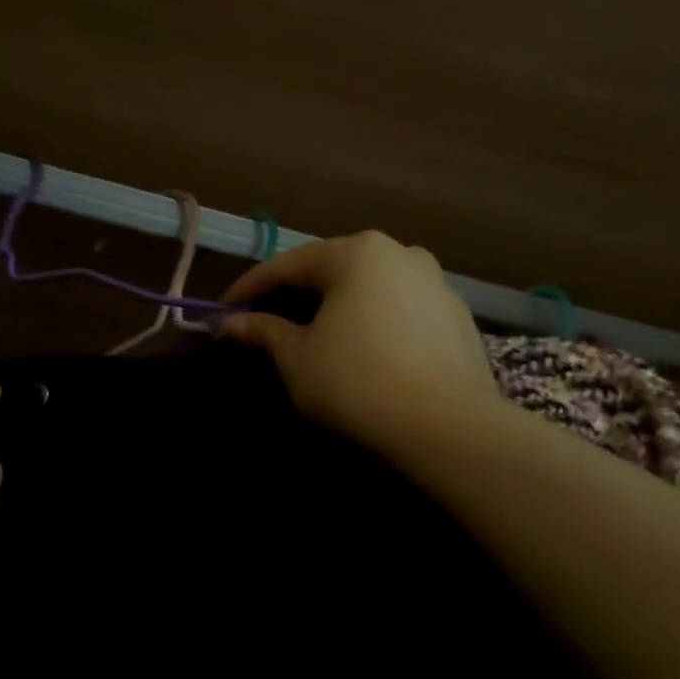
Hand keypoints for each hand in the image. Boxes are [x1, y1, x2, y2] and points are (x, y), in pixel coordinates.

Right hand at [219, 232, 495, 456]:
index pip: (288, 264)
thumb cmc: (355, 381)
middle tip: (264, 317)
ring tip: (311, 330)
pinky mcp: (456, 314)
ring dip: (334, 304)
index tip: (223, 309)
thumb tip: (230, 322)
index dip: (250, 287)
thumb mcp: (296, 357)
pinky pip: (397, 306)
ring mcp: (435, 281)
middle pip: (331, 267)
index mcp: (355, 253)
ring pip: (368, 286)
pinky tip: (359, 346)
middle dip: (294, 292)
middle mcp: (399, 252)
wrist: (445, 425)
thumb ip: (263, 331)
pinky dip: (369, 318)